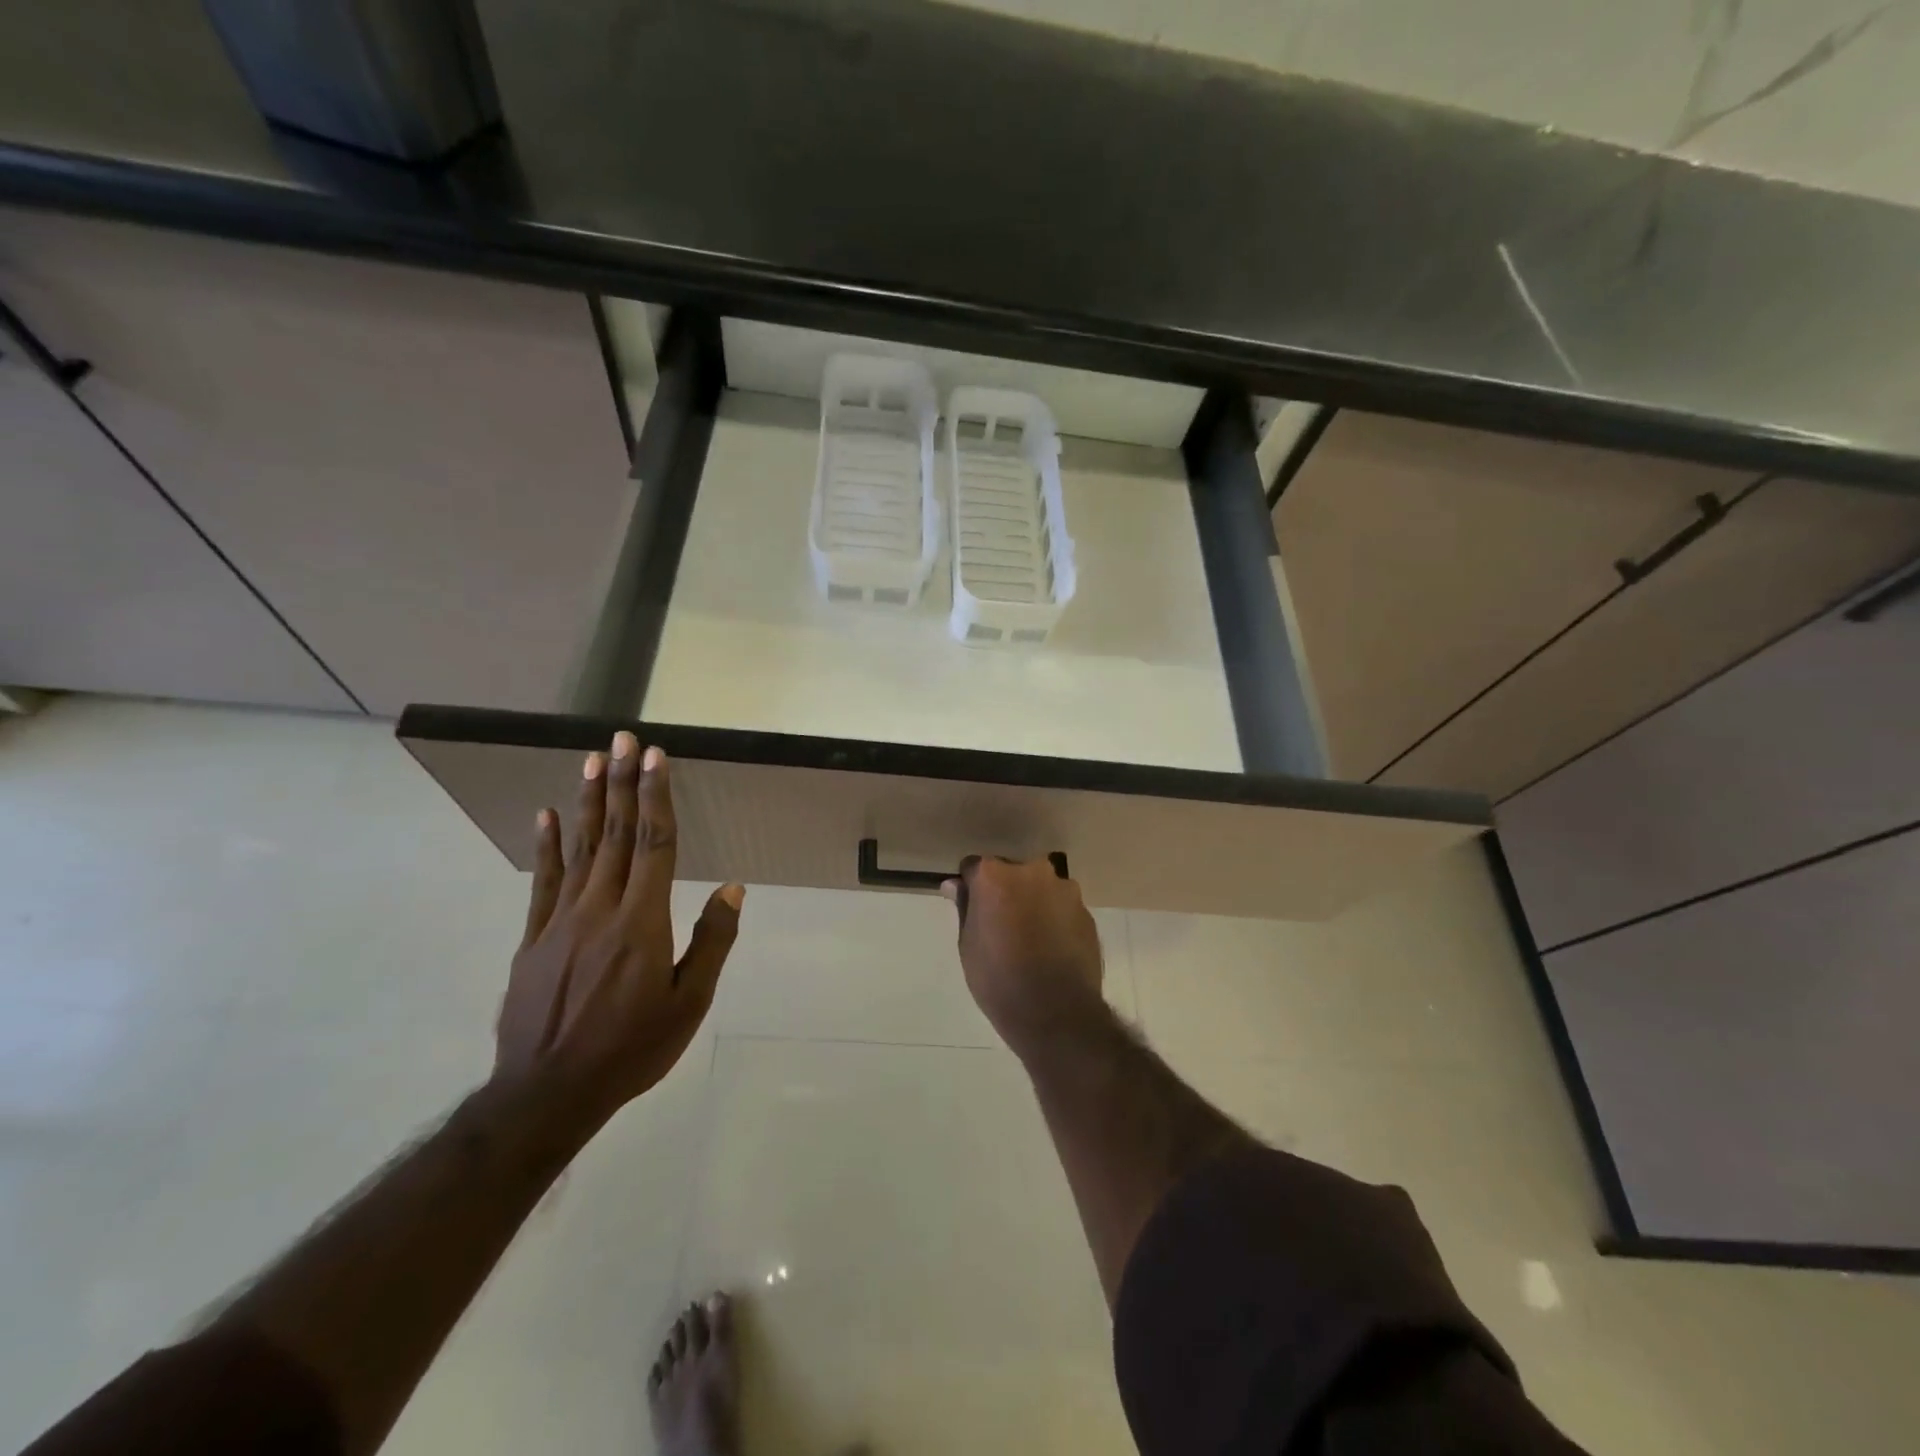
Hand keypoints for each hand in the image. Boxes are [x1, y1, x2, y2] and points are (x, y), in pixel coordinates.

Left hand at [496, 732, 743, 1127]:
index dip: (656, 797)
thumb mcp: (689, 1004)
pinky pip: (543, 883)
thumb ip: (711, 941)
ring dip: (589, 802)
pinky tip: (547, 816)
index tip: (655, 758)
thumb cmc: (631, 1048)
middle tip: (622, 740)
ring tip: (591, 761)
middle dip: (622, 783)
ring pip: (580, 849)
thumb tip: (732, 889)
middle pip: (616, 835)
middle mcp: (601, 908)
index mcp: (642, 921)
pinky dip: (547, 847)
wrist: (547, 1093)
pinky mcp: (534, 939)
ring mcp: (561, 921)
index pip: (654, 844)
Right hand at [943, 856, 1107, 1059]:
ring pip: (1041, 888)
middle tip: (1002, 925)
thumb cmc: (999, 978)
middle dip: (1006, 891)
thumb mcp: (968, 945)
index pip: (975, 867)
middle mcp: (1032, 871)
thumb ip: (964, 907)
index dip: (971, 888)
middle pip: (1012, 873)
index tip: (972, 909)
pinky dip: (1055, 920)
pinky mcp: (1087, 912)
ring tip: (1031, 940)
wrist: (1056, 1011)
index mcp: (995, 875)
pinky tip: (1052, 949)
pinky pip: (1063, 908)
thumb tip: (955, 885)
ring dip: (1034, 903)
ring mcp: (1065, 889)